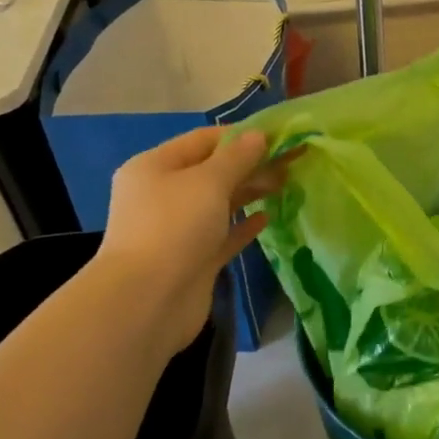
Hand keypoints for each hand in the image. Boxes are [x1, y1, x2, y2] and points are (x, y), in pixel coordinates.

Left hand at [92, 127, 284, 357]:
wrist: (147, 302)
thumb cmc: (174, 228)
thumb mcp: (208, 182)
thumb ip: (237, 158)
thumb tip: (258, 136)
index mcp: (155, 167)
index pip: (202, 140)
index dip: (240, 136)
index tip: (278, 137)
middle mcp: (163, 195)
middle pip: (212, 172)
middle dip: (250, 165)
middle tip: (291, 162)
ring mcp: (177, 230)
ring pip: (219, 203)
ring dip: (250, 192)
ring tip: (285, 183)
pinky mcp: (193, 260)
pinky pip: (222, 235)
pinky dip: (243, 225)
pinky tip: (267, 217)